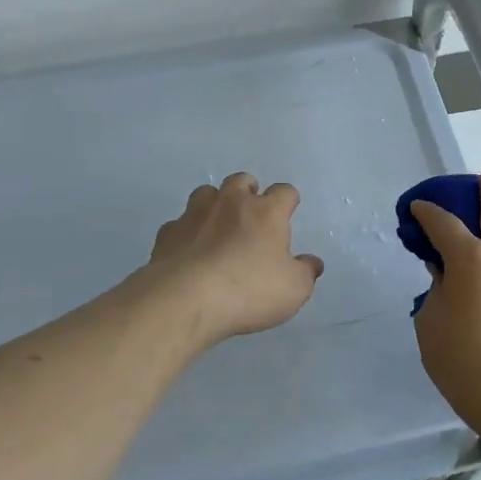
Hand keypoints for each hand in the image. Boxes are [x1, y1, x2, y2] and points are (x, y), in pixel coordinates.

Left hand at [140, 173, 324, 345]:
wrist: (186, 299)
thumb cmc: (249, 290)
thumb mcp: (293, 289)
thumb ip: (305, 273)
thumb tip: (312, 263)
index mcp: (266, 212)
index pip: (284, 192)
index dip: (289, 200)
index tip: (289, 210)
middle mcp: (230, 203)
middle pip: (241, 181)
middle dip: (248, 191)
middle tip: (252, 212)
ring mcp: (194, 215)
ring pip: (206, 193)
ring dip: (214, 204)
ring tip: (218, 225)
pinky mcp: (168, 233)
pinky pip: (179, 224)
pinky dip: (187, 232)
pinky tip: (189, 250)